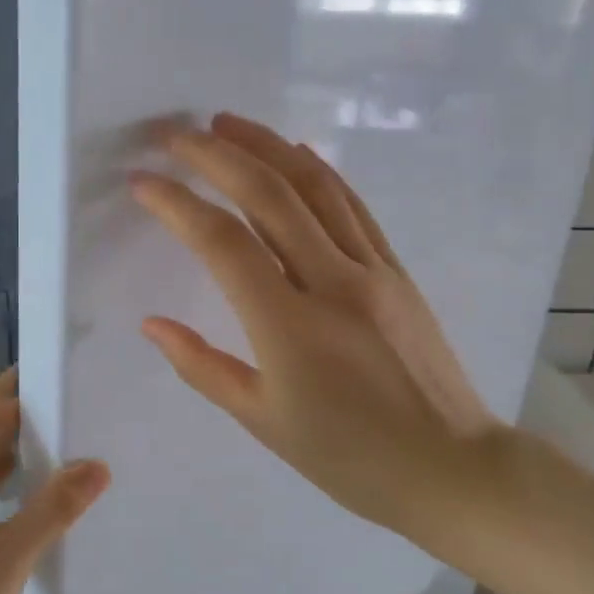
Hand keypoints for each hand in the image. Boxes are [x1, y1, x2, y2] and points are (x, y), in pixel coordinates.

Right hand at [130, 112, 504, 542]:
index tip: (143, 182)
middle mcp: (332, 283)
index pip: (222, 244)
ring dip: (266, 146)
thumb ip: (201, 367)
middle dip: (217, 156)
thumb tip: (151, 324)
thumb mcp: (262, 421)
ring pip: (315, 187)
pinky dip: (318, 171)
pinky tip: (293, 151)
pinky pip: (352, 205)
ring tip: (226, 123)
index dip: (177, 205)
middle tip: (176, 134)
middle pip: (268, 196)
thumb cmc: (348, 458)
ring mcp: (372, 270)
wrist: (451, 469)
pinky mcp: (396, 270)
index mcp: (290, 328)